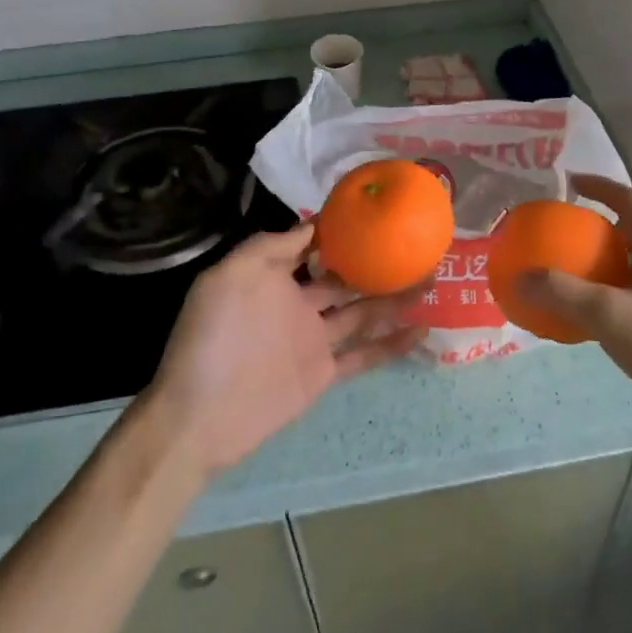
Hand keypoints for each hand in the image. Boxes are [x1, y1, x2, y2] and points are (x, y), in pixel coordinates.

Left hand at [148, 224, 424, 474]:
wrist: (200, 417)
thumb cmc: (213, 337)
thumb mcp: (229, 276)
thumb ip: (270, 247)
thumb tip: (312, 226)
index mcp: (273, 276)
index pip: (314, 246)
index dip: (343, 232)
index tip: (377, 215)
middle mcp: (297, 303)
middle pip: (346, 278)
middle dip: (377, 264)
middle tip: (417, 248)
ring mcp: (312, 339)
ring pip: (362, 312)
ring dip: (394, 299)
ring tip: (431, 281)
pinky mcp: (323, 373)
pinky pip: (363, 355)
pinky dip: (392, 344)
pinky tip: (422, 329)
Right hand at [518, 174, 631, 417]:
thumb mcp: (612, 317)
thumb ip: (565, 295)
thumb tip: (520, 276)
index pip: (630, 200)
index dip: (599, 185)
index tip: (570, 183)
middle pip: (631, 230)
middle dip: (596, 226)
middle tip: (561, 236)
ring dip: (604, 261)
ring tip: (572, 276)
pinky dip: (613, 291)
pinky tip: (597, 319)